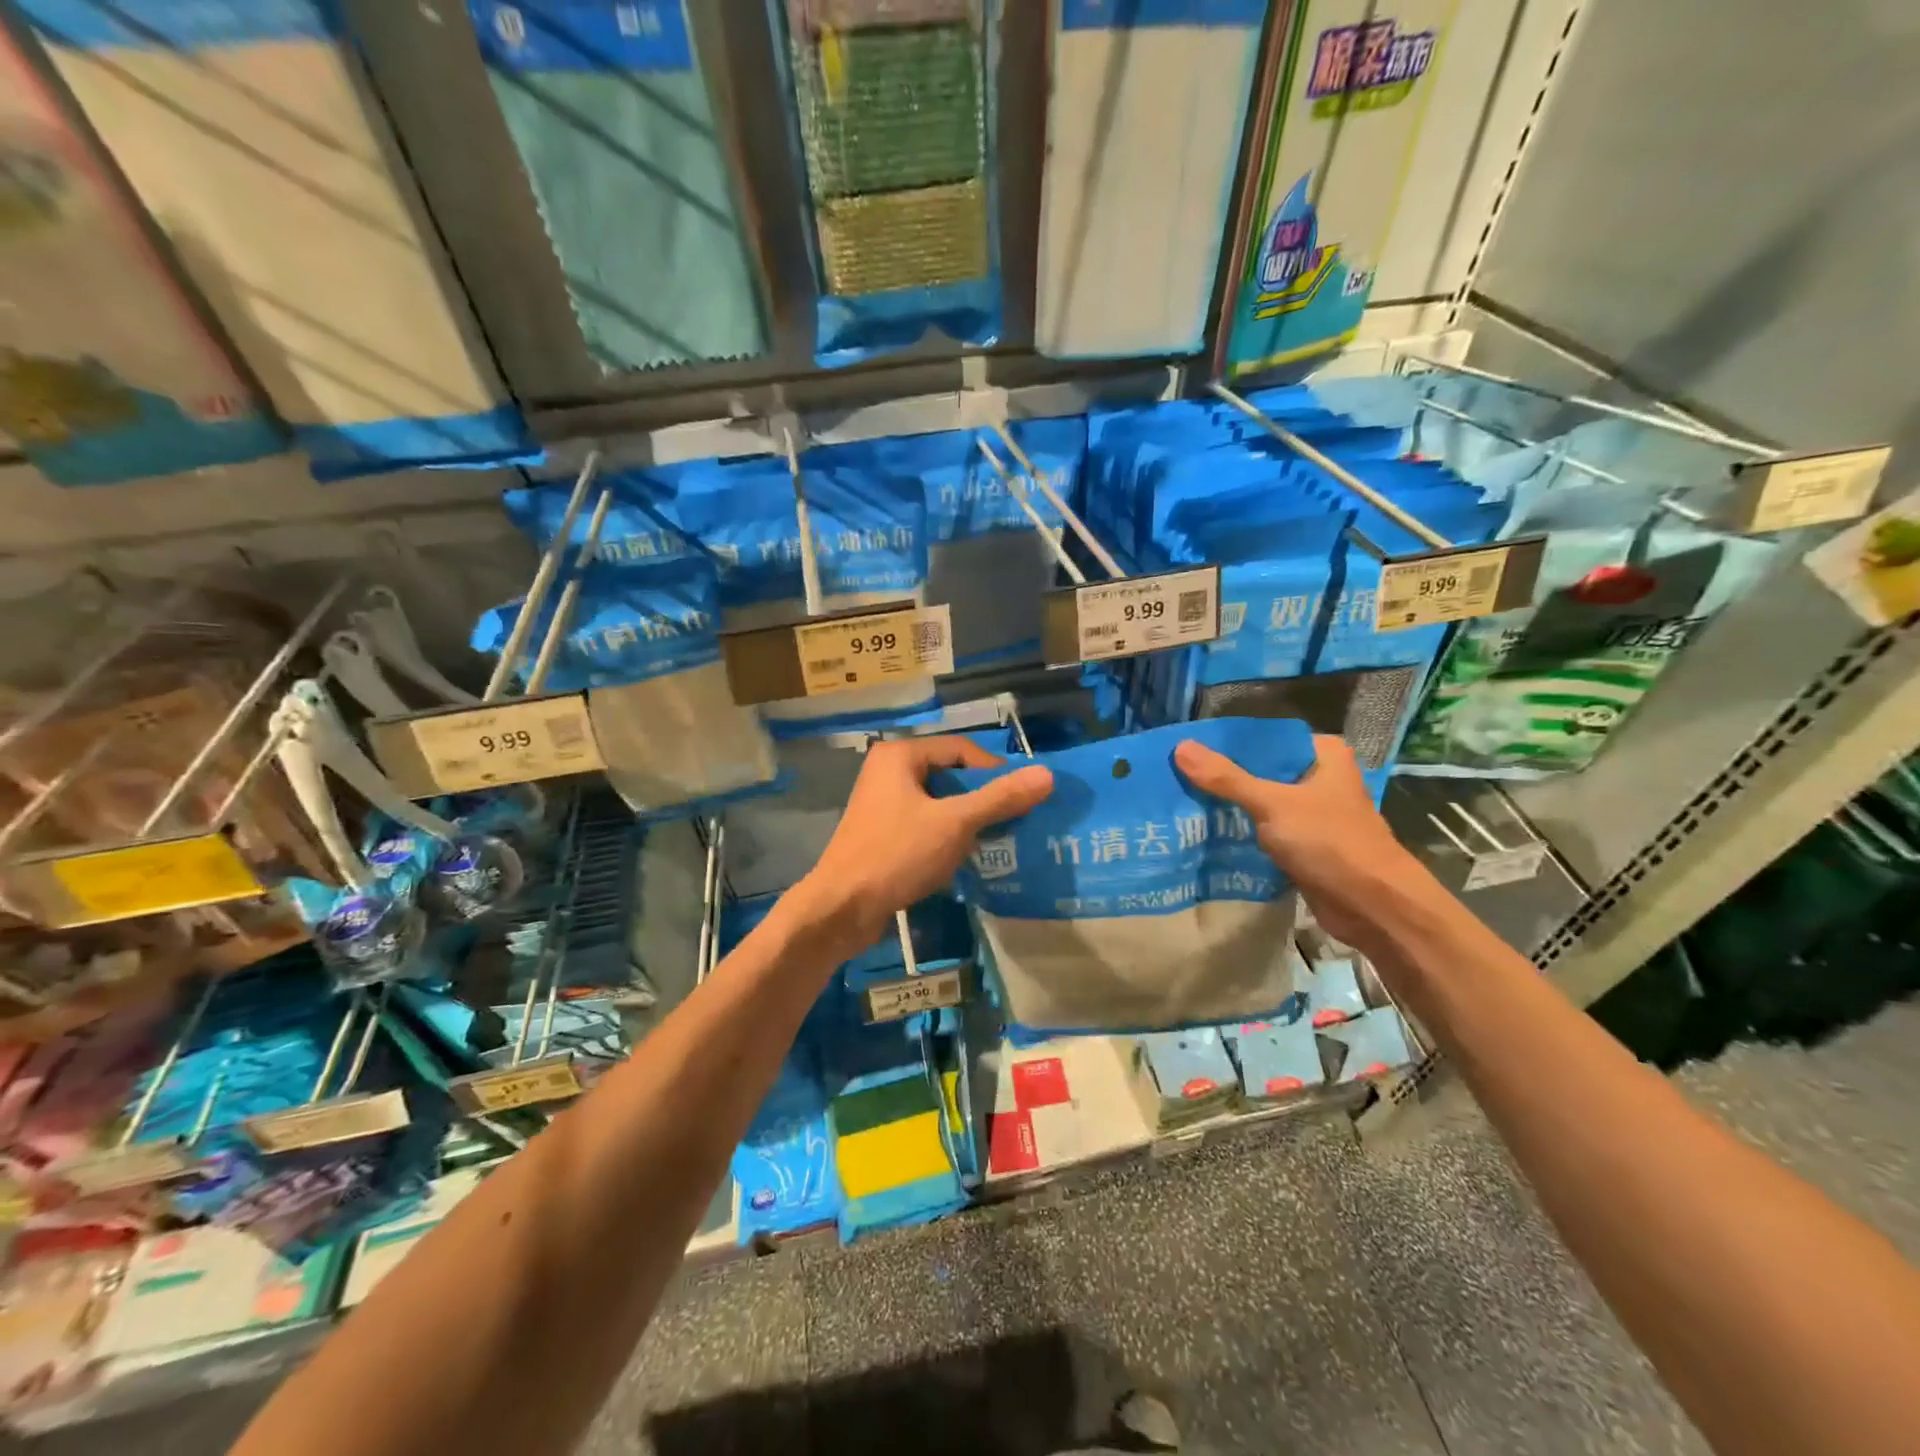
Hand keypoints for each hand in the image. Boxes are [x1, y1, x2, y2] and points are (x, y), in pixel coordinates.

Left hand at [791, 736, 1053, 949]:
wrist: (842, 908)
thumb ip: (1000, 798)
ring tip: (996, 840)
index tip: (1020, 797)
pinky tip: (965, 857)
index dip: (994, 770)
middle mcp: (888, 771)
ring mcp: (882, 803)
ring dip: (967, 819)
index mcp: (900, 756)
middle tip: (1013, 819)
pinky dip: (947, 835)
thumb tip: (1047, 775)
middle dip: (982, 797)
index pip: (960, 748)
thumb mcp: (955, 823)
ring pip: (938, 801)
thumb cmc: (897, 855)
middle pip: (950, 774)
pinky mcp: (882, 833)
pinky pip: (925, 823)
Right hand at [1174, 734, 1431, 948]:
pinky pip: (1266, 831)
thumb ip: (1226, 778)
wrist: (1373, 907)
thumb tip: (1181, 747)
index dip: (1227, 744)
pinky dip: (1242, 833)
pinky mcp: (1306, 845)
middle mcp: (1320, 778)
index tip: (1186, 749)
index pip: (1265, 738)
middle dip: (1223, 778)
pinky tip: (1207, 833)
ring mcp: (1314, 814)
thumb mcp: (1273, 804)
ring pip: (1261, 802)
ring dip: (1230, 807)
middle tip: (1176, 777)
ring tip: (1182, 803)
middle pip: (1260, 770)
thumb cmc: (1330, 843)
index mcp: (1323, 755)